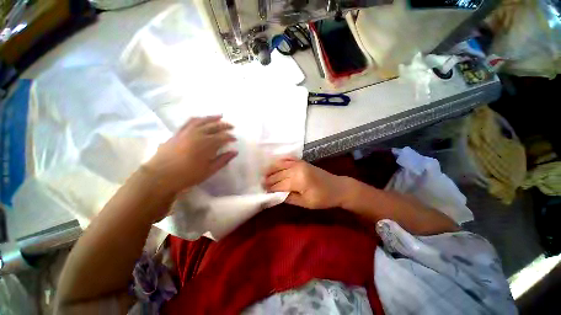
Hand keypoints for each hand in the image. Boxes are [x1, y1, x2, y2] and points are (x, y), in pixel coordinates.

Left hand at [144, 115, 236, 194]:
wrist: (160, 176)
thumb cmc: (188, 175)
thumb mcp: (209, 170)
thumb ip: (223, 160)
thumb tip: (235, 152)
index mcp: (207, 144)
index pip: (223, 137)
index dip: (230, 137)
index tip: (235, 139)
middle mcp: (198, 134)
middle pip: (214, 126)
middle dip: (225, 126)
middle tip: (232, 126)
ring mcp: (186, 131)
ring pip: (202, 121)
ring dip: (212, 118)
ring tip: (220, 116)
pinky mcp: (178, 132)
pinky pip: (189, 122)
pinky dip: (198, 119)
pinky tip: (201, 119)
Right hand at [264, 158, 346, 208]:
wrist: (338, 187)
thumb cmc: (323, 198)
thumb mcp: (306, 203)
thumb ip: (289, 198)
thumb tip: (275, 195)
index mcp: (298, 180)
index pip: (279, 184)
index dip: (270, 188)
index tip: (263, 191)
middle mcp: (297, 169)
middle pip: (278, 174)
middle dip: (269, 179)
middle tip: (261, 183)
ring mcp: (300, 163)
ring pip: (281, 165)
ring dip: (272, 169)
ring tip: (264, 173)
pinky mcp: (303, 161)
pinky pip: (289, 159)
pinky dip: (281, 161)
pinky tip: (275, 163)